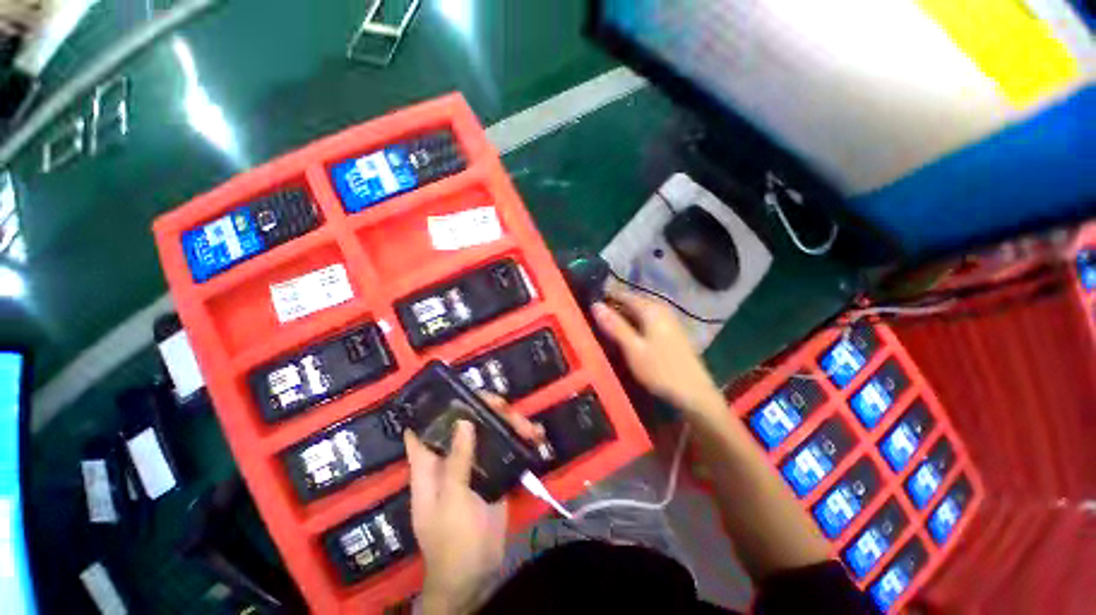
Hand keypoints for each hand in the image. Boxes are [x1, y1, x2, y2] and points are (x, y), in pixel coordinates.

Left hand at [405, 394, 543, 613]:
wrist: (476, 575)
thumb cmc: (452, 541)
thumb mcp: (452, 501)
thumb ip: (457, 462)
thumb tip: (463, 421)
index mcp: (430, 465)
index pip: (423, 428)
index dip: (435, 407)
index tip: (456, 389)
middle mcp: (451, 459)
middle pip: (465, 424)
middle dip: (486, 411)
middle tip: (505, 406)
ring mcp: (474, 465)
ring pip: (489, 434)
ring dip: (510, 425)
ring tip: (532, 429)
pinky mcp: (494, 474)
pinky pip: (505, 450)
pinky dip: (521, 442)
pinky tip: (537, 438)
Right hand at [592, 287, 723, 414]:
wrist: (693, 392)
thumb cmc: (660, 370)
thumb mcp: (633, 349)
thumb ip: (615, 326)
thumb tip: (595, 305)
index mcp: (651, 309)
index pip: (624, 294)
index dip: (607, 296)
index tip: (589, 302)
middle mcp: (661, 308)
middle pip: (633, 300)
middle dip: (615, 306)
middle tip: (596, 316)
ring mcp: (669, 319)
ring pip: (641, 310)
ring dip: (625, 315)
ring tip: (608, 324)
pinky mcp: (672, 330)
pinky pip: (648, 318)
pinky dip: (635, 322)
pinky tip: (628, 332)